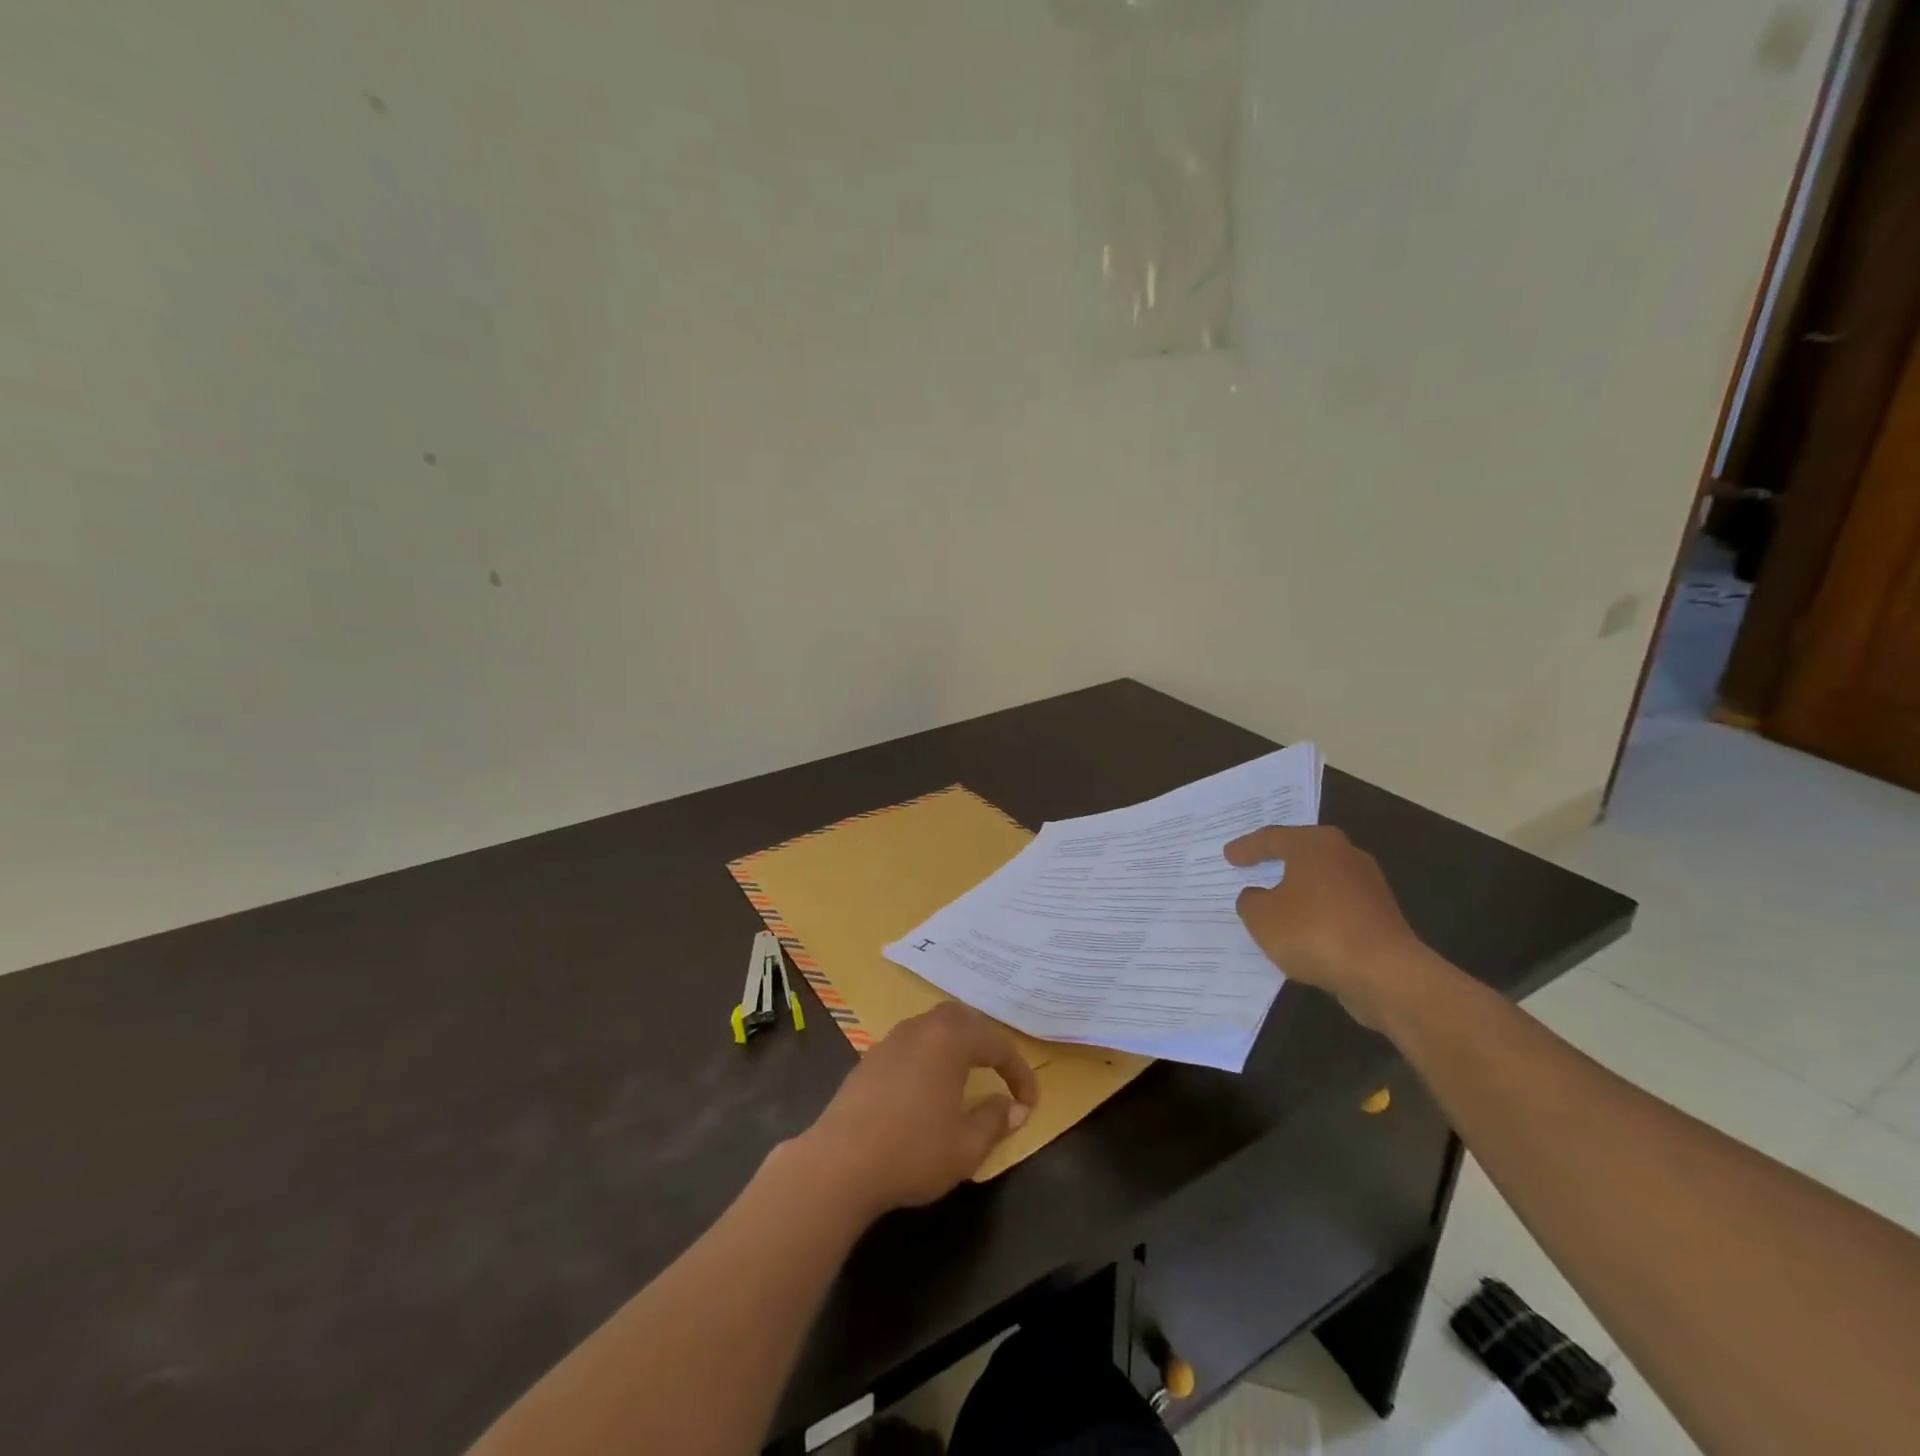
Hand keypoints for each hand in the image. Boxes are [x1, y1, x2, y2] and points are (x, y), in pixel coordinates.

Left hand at [798, 1002, 1040, 1214]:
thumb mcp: (966, 1146)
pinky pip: (911, 1042)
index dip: (1018, 1072)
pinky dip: (930, 1054)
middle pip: (962, 1018)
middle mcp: (920, 1028)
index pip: (996, 1044)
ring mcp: (891, 1040)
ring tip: (968, 1073)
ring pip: (933, 1026)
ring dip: (956, 1043)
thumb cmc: (912, 1152)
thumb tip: (1013, 1107)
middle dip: (986, 1041)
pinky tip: (929, 1085)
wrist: (840, 1163)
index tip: (1029, 1102)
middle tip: (1000, 1070)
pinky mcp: (870, 1058)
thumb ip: (995, 1120)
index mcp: (949, 1040)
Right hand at [1226, 825, 1428, 1028]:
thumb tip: (1257, 896)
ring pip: (1321, 881)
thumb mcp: (1262, 917)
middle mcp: (1345, 855)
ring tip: (1274, 901)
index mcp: (1315, 844)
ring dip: (1298, 890)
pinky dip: (1316, 913)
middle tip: (1254, 864)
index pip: (1272, 838)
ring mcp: (1368, 886)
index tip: (1228, 856)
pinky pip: (1337, 907)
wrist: (1384, 974)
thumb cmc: (1314, 931)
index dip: (1247, 848)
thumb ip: (1251, 901)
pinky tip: (1301, 929)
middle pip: (1303, 853)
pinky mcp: (1381, 917)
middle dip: (1277, 861)